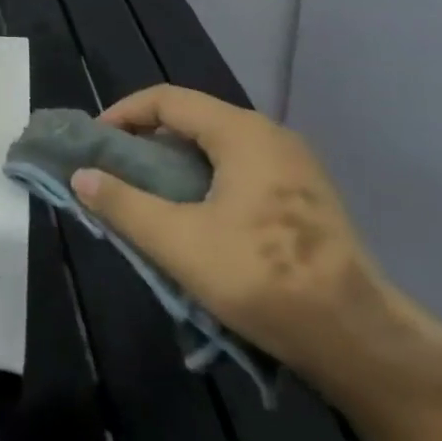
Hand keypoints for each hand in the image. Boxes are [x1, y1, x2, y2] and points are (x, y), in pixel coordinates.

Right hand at [71, 85, 403, 390]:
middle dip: (148, 138)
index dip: (124, 113)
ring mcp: (295, 165)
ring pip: (218, 145)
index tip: (96, 143)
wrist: (360, 341)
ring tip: (150, 192)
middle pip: (193, 118)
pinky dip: (207, 177)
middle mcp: (270, 135)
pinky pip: (242, 167)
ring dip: (177, 161)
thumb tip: (80, 176)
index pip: (167, 99)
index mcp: (240, 132)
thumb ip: (123, 204)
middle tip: (118, 169)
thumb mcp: (178, 242)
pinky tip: (197, 214)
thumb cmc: (262, 278)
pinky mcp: (307, 197)